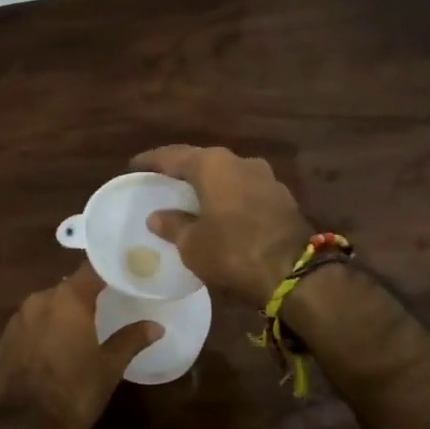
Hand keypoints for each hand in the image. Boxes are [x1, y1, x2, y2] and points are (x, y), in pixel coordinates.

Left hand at [0, 265, 157, 428]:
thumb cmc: (75, 393)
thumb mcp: (109, 367)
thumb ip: (131, 339)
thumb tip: (156, 326)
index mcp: (68, 299)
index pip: (92, 269)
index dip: (109, 269)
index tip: (125, 273)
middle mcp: (39, 299)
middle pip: (68, 287)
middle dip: (86, 295)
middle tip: (108, 305)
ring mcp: (17, 319)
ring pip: (47, 306)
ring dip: (63, 313)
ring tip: (83, 329)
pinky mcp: (2, 340)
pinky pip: (30, 324)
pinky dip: (44, 330)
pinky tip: (55, 349)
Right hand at [132, 145, 313, 305]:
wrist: (295, 273)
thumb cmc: (233, 251)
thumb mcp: (192, 244)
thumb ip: (173, 225)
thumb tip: (157, 216)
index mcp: (213, 164)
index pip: (173, 156)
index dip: (151, 161)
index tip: (134, 167)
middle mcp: (240, 161)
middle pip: (202, 161)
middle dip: (181, 172)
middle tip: (162, 182)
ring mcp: (265, 178)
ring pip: (227, 175)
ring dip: (208, 185)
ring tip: (190, 199)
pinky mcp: (281, 198)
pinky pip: (245, 191)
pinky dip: (228, 198)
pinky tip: (220, 213)